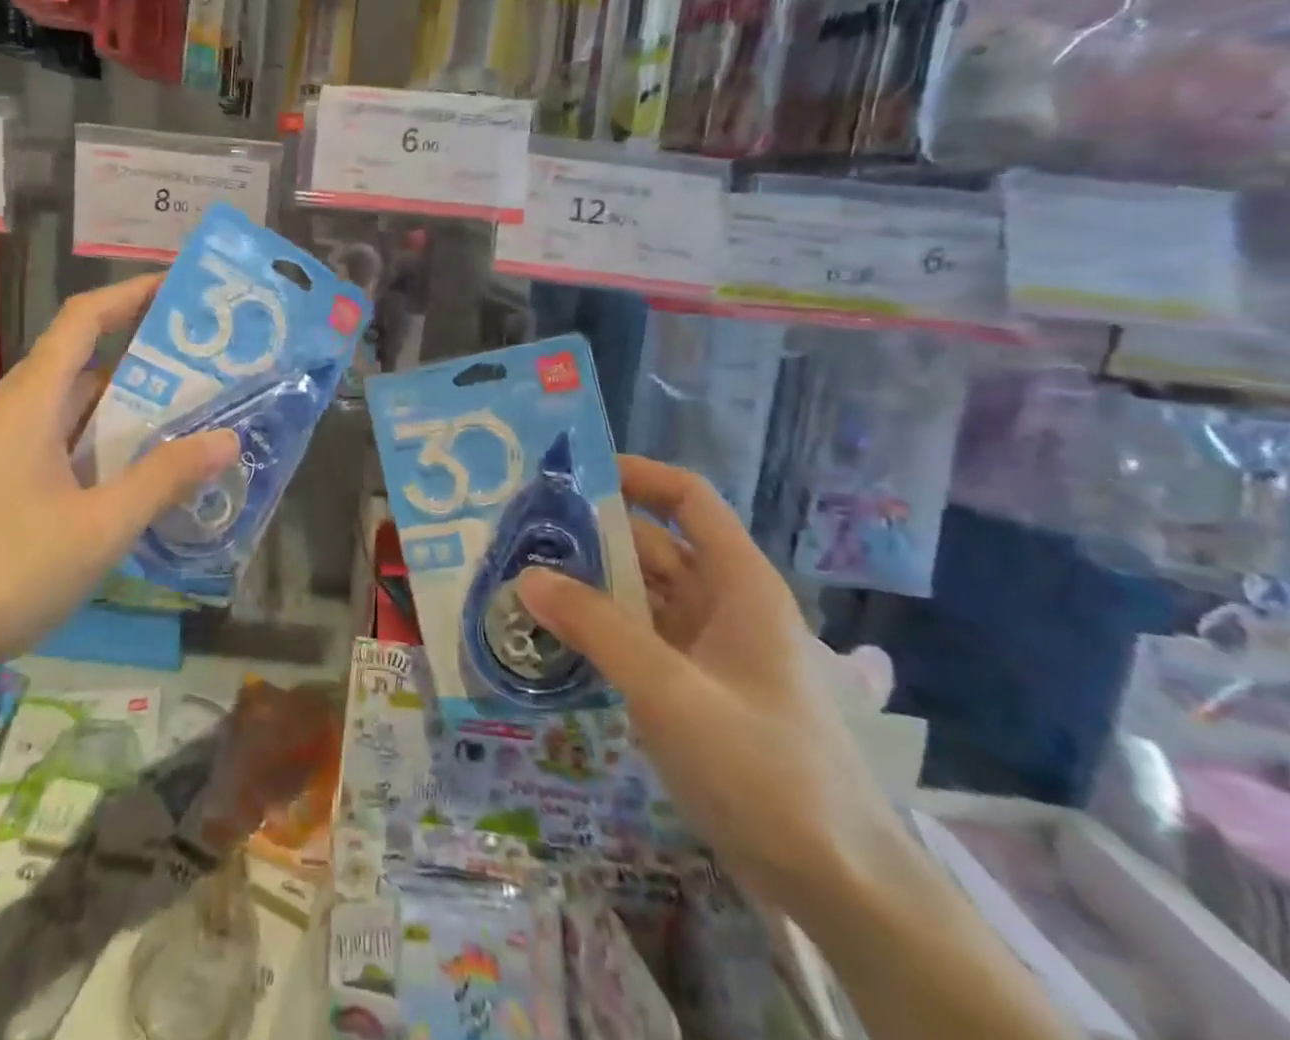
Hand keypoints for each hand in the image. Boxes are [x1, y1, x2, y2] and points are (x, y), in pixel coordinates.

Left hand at [0, 276, 237, 695]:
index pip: (86, 318)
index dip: (133, 294)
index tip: (186, 288)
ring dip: (133, 411)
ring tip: (196, 418)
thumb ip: (163, 479)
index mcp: (34, 400)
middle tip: (215, 366)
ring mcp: (7, 452)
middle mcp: (19, 413)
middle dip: (151, 359)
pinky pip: (68, 449)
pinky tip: (144, 480)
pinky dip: (110, 450)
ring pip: (79, 412)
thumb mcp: (97, 528)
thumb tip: (227, 437)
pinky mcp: (3, 488)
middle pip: (89, 363)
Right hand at [517, 457, 904, 918]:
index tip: (573, 475)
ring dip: (592, 585)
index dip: (637, 475)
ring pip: (644, 595)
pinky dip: (603, 629)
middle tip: (524, 534)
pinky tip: (555, 635)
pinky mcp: (697, 689)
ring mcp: (711, 649)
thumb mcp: (671, 691)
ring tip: (524, 579)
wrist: (837, 885)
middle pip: (655, 545)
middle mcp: (725, 604)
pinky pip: (642, 638)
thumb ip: (597, 628)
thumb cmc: (762, 769)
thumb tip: (528, 575)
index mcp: (739, 583)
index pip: (688, 499)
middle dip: (594, 535)